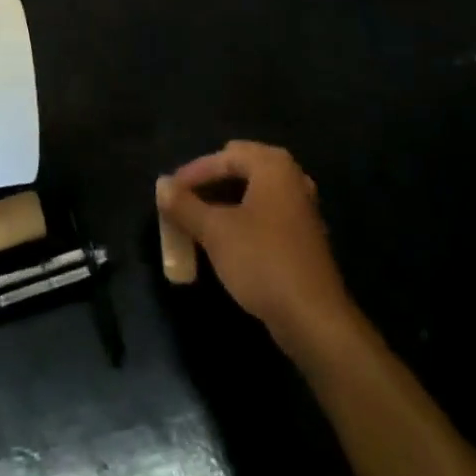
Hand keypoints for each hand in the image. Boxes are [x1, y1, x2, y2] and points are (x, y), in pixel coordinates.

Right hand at [156, 141, 355, 352]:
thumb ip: (185, 205)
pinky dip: (242, 220)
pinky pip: (265, 215)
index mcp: (273, 166)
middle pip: (241, 170)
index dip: (193, 173)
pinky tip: (224, 240)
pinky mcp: (303, 237)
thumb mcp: (214, 231)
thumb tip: (162, 186)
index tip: (169, 193)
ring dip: (224, 204)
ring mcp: (301, 208)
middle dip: (210, 184)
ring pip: (253, 194)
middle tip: (184, 200)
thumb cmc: (262, 261)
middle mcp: (292, 179)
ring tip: (198, 219)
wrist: (313, 319)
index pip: (224, 157)